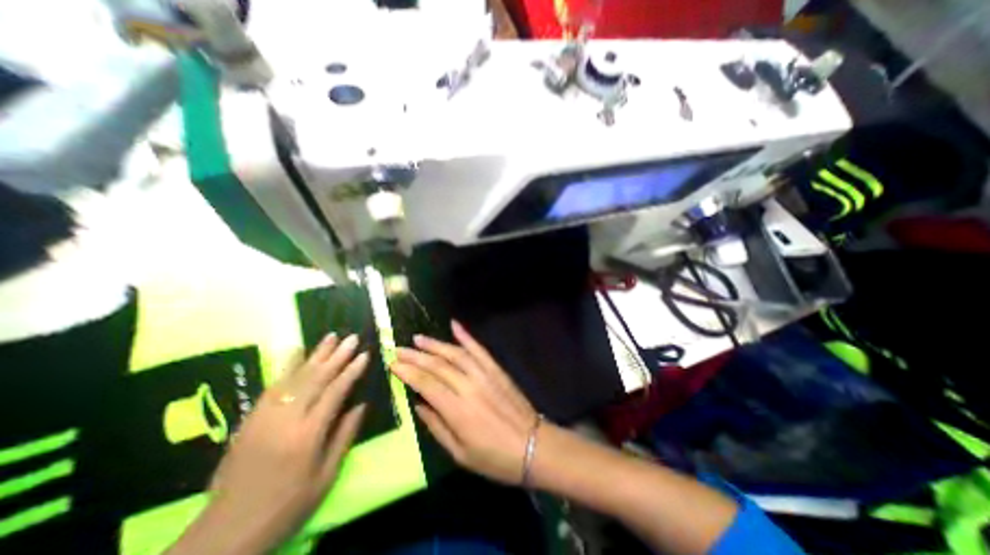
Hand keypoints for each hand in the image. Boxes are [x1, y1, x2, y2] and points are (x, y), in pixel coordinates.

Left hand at [175, 333, 366, 553]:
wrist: (226, 532)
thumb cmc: (287, 504)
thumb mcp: (326, 476)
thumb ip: (344, 436)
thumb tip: (361, 405)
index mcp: (308, 435)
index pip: (335, 392)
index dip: (351, 371)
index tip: (364, 354)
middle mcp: (287, 419)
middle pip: (316, 379)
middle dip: (337, 356)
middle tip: (351, 338)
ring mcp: (265, 416)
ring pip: (295, 377)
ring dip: (315, 354)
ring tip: (330, 336)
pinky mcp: (250, 419)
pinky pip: (272, 386)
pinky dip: (287, 366)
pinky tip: (296, 352)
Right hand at [391, 321, 540, 484]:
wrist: (533, 445)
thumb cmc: (494, 457)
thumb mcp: (459, 453)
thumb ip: (436, 426)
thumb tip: (418, 405)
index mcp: (457, 410)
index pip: (426, 384)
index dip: (407, 372)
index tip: (393, 363)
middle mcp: (469, 386)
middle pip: (437, 365)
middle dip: (415, 356)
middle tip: (398, 348)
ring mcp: (485, 374)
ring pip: (456, 353)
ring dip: (435, 344)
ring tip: (418, 338)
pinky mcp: (496, 369)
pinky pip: (479, 349)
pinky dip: (466, 336)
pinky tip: (455, 325)